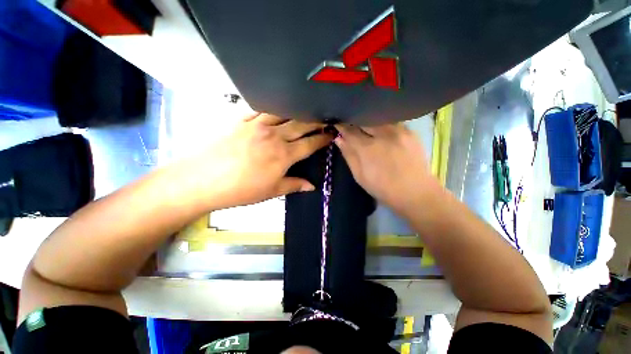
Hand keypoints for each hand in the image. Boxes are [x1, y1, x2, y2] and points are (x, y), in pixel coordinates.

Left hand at [192, 113, 332, 209]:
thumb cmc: (241, 189)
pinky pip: (261, 110)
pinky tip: (277, 109)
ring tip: (304, 111)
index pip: (310, 143)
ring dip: (297, 112)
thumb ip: (294, 185)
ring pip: (284, 113)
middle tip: (325, 119)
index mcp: (284, 154)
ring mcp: (258, 125)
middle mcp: (275, 136)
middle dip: (316, 121)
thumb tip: (312, 186)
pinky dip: (273, 109)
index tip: (331, 134)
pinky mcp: (242, 120)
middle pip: (301, 124)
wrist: (203, 179)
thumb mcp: (272, 191)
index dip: (323, 139)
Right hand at [334, 124, 438, 214]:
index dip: (341, 126)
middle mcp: (382, 134)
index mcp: (367, 148)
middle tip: (350, 125)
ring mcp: (398, 131)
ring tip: (365, 128)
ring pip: (377, 118)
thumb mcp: (360, 176)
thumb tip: (339, 139)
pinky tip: (382, 132)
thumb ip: (349, 155)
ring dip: (368, 121)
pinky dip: (382, 124)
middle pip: (363, 120)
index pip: (349, 131)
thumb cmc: (382, 188)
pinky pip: (391, 122)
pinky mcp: (410, 131)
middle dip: (354, 121)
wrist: (415, 192)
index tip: (336, 124)